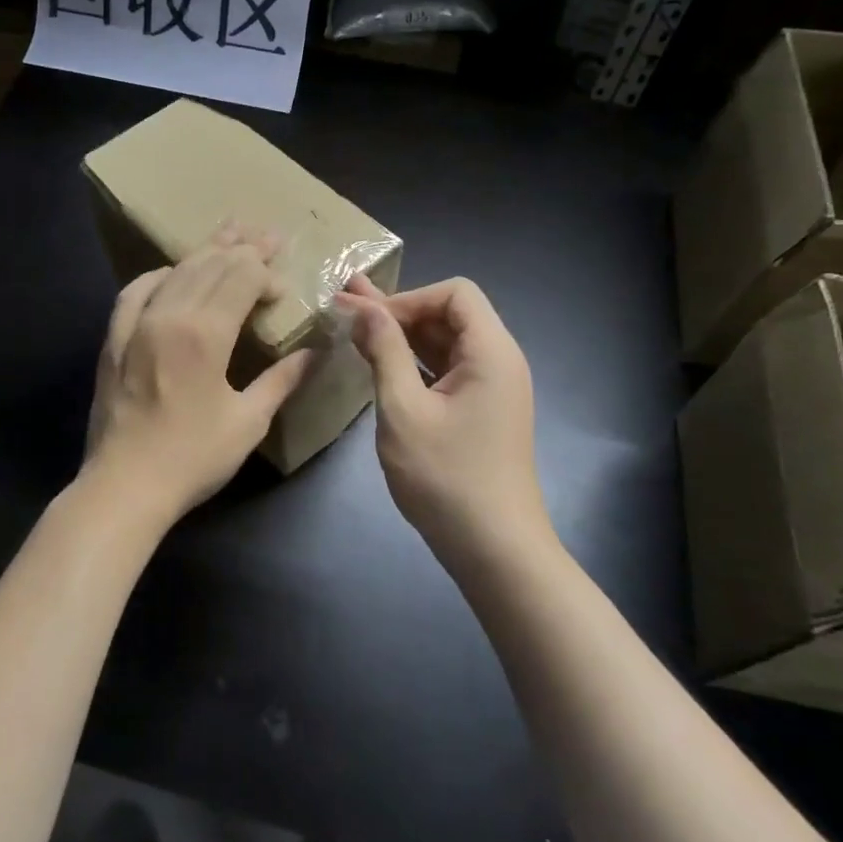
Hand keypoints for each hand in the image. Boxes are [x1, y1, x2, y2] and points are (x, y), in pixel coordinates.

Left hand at [84, 228, 313, 523]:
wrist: (124, 487)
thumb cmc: (192, 458)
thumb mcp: (248, 421)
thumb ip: (282, 379)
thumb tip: (316, 352)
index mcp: (206, 333)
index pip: (241, 278)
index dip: (266, 274)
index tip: (283, 288)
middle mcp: (169, 315)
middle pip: (210, 265)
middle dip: (243, 248)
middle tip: (268, 234)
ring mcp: (135, 324)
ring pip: (176, 272)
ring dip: (205, 251)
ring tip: (229, 231)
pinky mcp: (113, 339)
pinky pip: (134, 292)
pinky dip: (157, 276)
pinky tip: (169, 272)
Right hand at [334, 275, 544, 554]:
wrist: (493, 548)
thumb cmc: (446, 477)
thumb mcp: (403, 409)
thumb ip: (384, 351)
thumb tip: (362, 306)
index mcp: (491, 352)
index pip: (455, 293)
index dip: (407, 298)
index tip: (368, 321)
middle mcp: (498, 361)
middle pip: (449, 314)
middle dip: (396, 309)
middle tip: (344, 303)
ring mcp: (491, 388)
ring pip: (444, 343)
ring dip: (400, 334)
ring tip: (352, 324)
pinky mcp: (480, 410)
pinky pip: (445, 370)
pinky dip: (412, 361)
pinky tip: (378, 361)